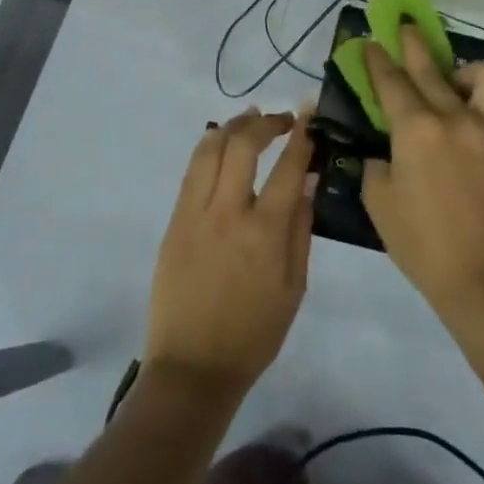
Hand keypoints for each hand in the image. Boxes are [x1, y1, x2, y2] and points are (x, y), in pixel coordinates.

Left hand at [144, 108, 315, 400]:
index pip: (288, 168)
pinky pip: (191, 173)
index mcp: (265, 232)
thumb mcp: (294, 288)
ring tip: (248, 119)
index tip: (309, 115)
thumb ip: (301, 231)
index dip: (301, 136)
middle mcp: (228, 213)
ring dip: (231, 127)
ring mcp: (194, 215)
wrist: (192, 367)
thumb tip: (307, 184)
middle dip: (264, 123)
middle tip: (280, 120)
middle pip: (243, 146)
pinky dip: (207, 149)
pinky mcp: (174, 223)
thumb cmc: (254, 334)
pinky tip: (219, 145)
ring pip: (209, 150)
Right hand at [360, 27, 483, 318]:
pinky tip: (475, 120)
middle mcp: (455, 118)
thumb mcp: (380, 205)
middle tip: (405, 28)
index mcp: (416, 130)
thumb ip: (378, 168)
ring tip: (455, 81)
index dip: (378, 60)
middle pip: (431, 68)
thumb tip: (386, 155)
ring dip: (465, 70)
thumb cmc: (423, 245)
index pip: (392, 82)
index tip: (370, 43)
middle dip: (413, 44)